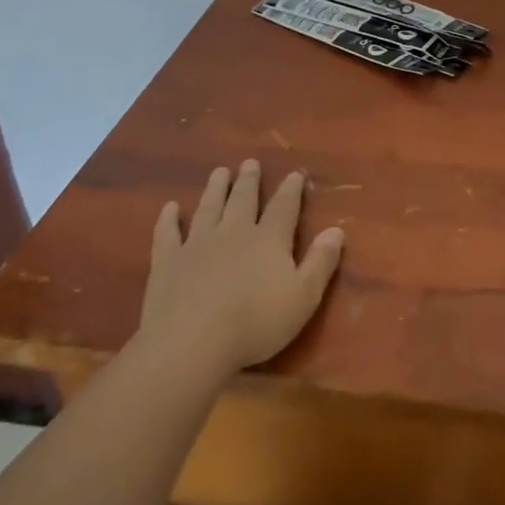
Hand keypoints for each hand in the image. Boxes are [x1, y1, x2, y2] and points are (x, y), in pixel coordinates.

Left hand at [138, 160, 344, 379]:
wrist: (192, 342)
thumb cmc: (255, 323)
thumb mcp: (303, 297)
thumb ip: (321, 262)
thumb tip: (336, 230)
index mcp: (269, 240)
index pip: (284, 207)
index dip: (291, 189)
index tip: (294, 173)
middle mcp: (234, 232)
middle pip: (243, 199)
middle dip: (249, 180)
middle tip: (249, 163)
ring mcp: (197, 244)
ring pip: (208, 208)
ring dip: (215, 189)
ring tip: (219, 172)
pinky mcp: (168, 261)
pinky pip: (167, 233)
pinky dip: (168, 218)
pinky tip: (170, 207)